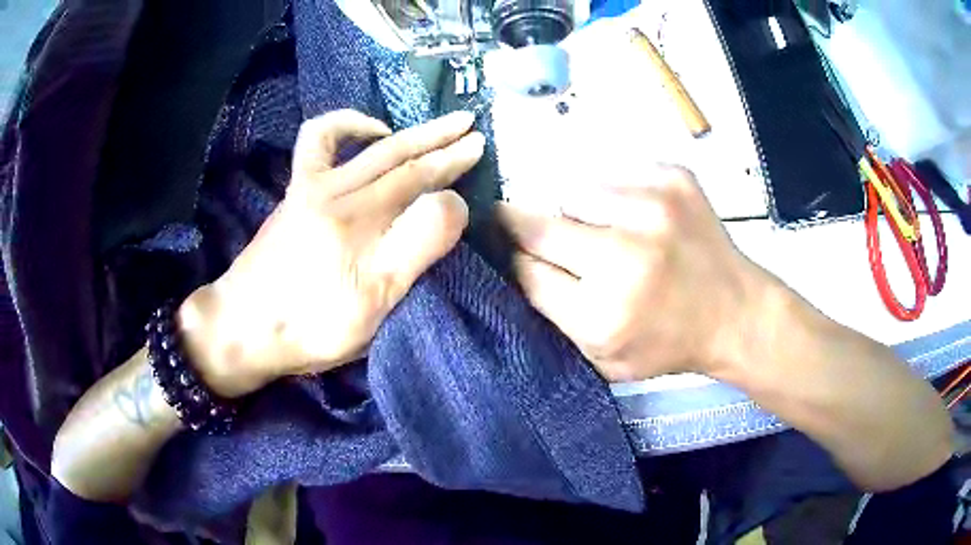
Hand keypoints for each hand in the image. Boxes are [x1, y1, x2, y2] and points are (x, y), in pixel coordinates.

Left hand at [178, 110, 484, 397]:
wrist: (242, 327)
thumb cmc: (310, 327)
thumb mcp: (374, 304)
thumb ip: (416, 248)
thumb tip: (452, 202)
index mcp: (363, 222)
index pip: (419, 180)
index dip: (453, 162)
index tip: (480, 147)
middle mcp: (339, 193)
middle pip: (398, 156)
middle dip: (439, 139)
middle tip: (470, 125)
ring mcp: (312, 187)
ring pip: (368, 147)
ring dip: (405, 130)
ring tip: (431, 125)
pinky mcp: (294, 192)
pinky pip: (316, 142)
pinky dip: (343, 125)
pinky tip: (366, 133)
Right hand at [498, 165, 775, 381]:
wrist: (735, 313)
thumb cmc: (669, 344)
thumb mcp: (603, 359)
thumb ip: (554, 317)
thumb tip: (512, 261)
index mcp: (602, 313)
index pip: (522, 270)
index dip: (512, 260)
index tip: (509, 253)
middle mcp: (625, 255)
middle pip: (535, 224)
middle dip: (526, 229)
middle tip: (544, 237)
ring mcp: (652, 207)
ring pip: (572, 192)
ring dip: (578, 213)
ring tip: (609, 231)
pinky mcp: (672, 178)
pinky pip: (613, 175)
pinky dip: (614, 195)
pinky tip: (640, 218)